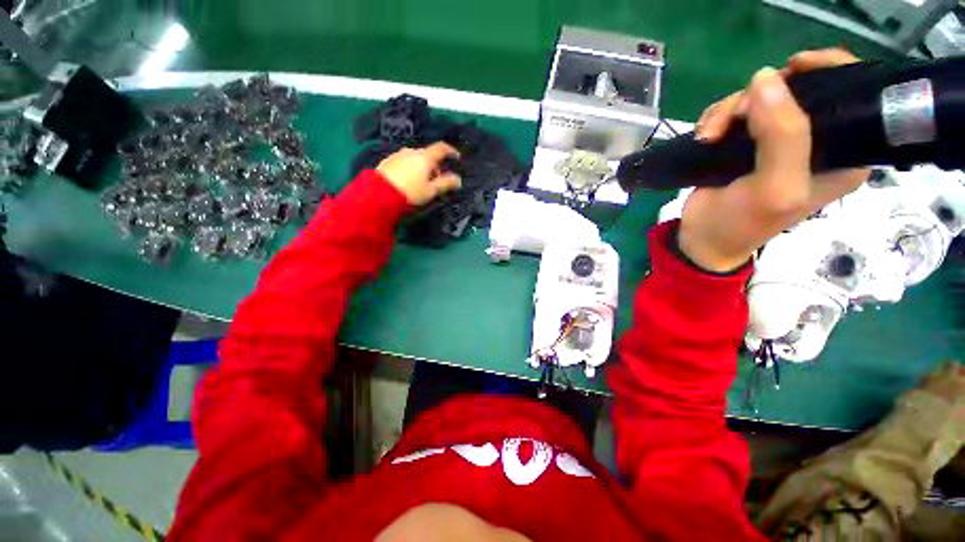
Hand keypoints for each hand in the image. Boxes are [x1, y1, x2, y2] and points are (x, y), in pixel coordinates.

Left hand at [376, 142, 461, 205]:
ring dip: (423, 167)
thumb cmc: (410, 191)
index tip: (457, 157)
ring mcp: (399, 154)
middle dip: (435, 165)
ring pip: (416, 158)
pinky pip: (405, 162)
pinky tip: (410, 181)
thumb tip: (458, 180)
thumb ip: (446, 183)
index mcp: (425, 157)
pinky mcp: (389, 161)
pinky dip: (412, 168)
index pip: (441, 148)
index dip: (451, 151)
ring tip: (423, 182)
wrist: (380, 194)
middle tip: (438, 179)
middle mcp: (412, 151)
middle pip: (428, 154)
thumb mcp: (431, 190)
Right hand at [679, 48, 868, 271]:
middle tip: (733, 119)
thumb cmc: (743, 223)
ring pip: (762, 98)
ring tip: (709, 135)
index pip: (852, 91)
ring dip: (730, 110)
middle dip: (761, 97)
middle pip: (799, 89)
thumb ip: (782, 135)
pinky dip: (719, 118)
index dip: (827, 70)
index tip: (793, 69)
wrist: (702, 239)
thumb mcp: (774, 186)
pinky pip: (738, 112)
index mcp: (845, 152)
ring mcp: (780, 140)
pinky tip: (706, 135)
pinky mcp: (750, 144)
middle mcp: (818, 140)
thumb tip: (765, 78)